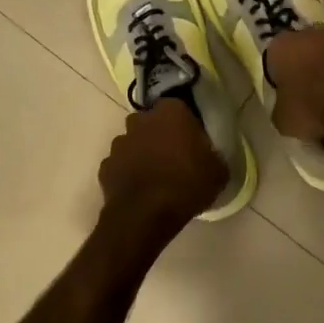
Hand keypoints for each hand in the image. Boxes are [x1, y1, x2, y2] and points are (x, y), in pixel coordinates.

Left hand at [98, 98, 227, 239]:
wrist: (144, 216)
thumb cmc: (186, 185)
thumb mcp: (218, 171)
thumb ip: (213, 155)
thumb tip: (209, 155)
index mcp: (170, 112)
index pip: (178, 107)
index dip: (185, 123)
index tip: (192, 140)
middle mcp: (141, 120)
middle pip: (151, 121)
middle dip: (160, 134)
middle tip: (174, 156)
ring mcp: (120, 143)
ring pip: (133, 142)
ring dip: (142, 153)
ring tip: (155, 176)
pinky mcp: (105, 166)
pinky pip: (120, 164)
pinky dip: (127, 173)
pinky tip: (140, 190)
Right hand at [264, 26, 323, 144]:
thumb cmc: (311, 105)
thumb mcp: (283, 120)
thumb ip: (281, 112)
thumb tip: (287, 112)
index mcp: (281, 46)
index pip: (273, 62)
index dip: (279, 84)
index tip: (286, 103)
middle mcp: (309, 35)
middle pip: (304, 60)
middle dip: (307, 82)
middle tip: (310, 110)